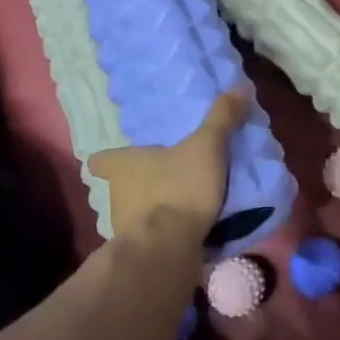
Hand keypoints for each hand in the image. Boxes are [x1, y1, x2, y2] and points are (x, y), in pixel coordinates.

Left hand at [88, 90, 249, 245]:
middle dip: (138, 184)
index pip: (99, 160)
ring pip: (133, 213)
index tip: (122, 158)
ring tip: (180, 206)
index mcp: (122, 166)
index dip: (109, 159)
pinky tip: (185, 233)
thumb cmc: (179, 188)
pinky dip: (164, 234)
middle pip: (119, 186)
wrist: (169, 247)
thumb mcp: (206, 146)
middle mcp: (114, 196)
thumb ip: (221, 118)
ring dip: (152, 210)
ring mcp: (123, 227)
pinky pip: (150, 238)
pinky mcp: (139, 253)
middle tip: (164, 178)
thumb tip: (239, 86)